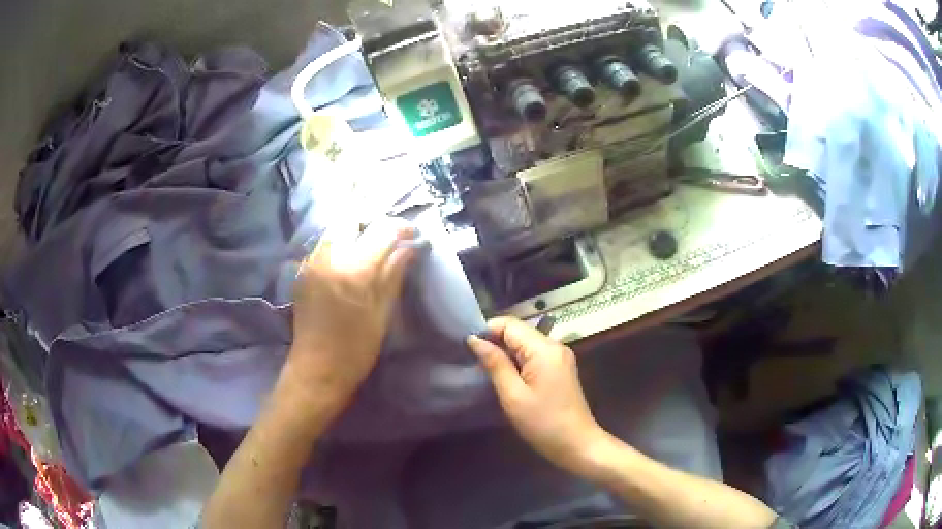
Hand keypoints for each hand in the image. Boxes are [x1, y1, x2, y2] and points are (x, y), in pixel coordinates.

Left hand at [285, 219, 418, 411]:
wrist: (317, 369)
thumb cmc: (356, 349)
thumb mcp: (382, 314)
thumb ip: (393, 275)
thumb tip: (409, 249)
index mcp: (354, 270)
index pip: (381, 231)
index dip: (400, 227)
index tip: (413, 234)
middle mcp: (329, 258)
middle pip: (351, 219)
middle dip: (372, 223)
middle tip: (387, 238)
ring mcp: (311, 263)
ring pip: (334, 229)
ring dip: (354, 231)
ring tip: (369, 247)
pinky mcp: (303, 272)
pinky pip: (323, 245)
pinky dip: (339, 244)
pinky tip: (348, 262)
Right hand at [466, 317, 607, 475]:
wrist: (577, 445)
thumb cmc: (543, 423)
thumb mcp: (513, 396)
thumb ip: (495, 364)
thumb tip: (474, 339)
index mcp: (544, 348)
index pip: (509, 324)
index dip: (486, 331)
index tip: (468, 348)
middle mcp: (554, 345)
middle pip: (518, 331)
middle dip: (495, 342)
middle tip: (473, 362)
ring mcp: (560, 356)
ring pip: (525, 343)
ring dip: (505, 352)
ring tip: (486, 369)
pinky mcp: (560, 367)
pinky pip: (534, 354)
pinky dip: (518, 361)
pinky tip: (506, 376)